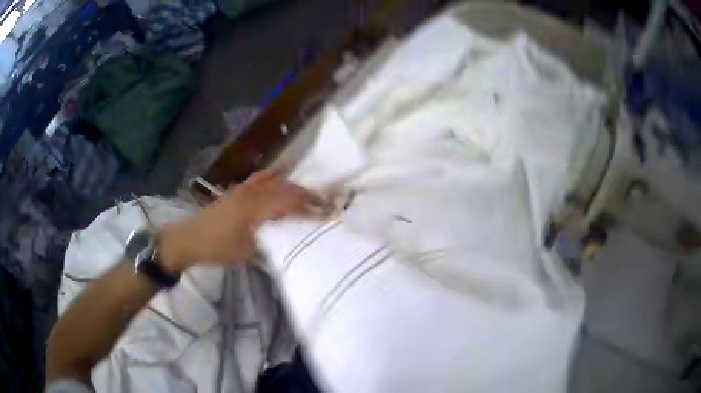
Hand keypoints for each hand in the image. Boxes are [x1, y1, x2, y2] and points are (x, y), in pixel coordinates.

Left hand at [158, 171, 327, 272]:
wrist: (190, 238)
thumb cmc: (217, 247)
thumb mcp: (247, 252)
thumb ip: (271, 243)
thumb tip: (292, 239)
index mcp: (256, 207)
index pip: (290, 201)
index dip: (311, 205)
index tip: (328, 211)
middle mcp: (252, 192)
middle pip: (285, 186)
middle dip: (306, 194)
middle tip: (322, 203)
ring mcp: (243, 189)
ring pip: (274, 179)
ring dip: (291, 185)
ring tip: (304, 195)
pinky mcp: (236, 191)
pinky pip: (261, 179)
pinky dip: (275, 180)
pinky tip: (278, 186)